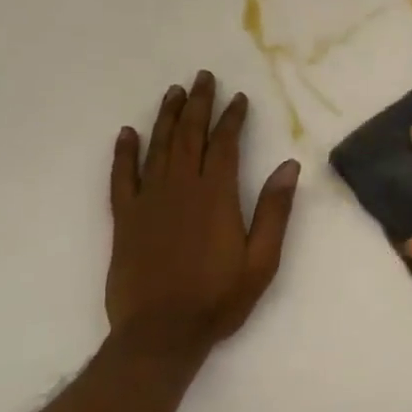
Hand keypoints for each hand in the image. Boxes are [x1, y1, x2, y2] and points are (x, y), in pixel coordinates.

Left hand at [105, 70, 300, 363]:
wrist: (160, 334)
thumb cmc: (218, 298)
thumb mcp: (261, 260)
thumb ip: (274, 211)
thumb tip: (289, 166)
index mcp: (216, 195)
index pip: (224, 144)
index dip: (232, 118)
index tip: (239, 98)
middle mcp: (180, 188)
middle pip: (190, 135)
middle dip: (198, 104)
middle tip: (203, 77)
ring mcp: (148, 201)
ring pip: (158, 147)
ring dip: (167, 117)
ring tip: (174, 92)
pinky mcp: (124, 218)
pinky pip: (121, 177)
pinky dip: (124, 152)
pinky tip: (127, 133)